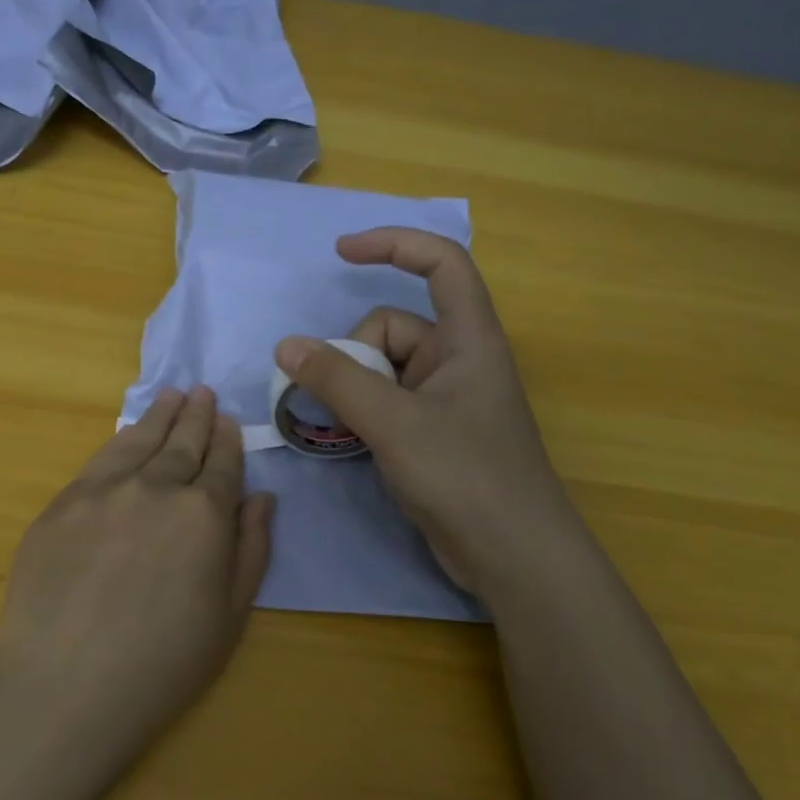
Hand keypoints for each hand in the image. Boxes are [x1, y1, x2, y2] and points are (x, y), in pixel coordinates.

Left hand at [0, 387, 274, 762]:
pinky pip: (99, 460)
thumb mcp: (230, 615)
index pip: (221, 464)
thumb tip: (261, 497)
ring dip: (160, 416)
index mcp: (204, 515)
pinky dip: (120, 440)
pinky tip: (127, 435)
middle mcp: (156, 488)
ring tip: (171, 396)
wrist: (65, 685)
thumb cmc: (162, 663)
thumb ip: (251, 549)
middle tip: (202, 392)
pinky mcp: (62, 504)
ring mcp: (103, 491)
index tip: (228, 420)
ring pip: (139, 440)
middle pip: (182, 442)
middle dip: (196, 415)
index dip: (227, 440)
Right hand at [274, 228, 564, 594]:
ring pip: (382, 371)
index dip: (394, 244)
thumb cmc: (465, 476)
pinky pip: (386, 404)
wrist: (512, 555)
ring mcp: (444, 400)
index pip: (441, 263)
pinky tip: (349, 442)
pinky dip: (362, 415)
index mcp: (468, 338)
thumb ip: (338, 381)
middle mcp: (457, 361)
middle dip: (354, 357)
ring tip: (341, 429)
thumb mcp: (394, 423)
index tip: (342, 252)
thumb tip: (287, 346)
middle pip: (392, 328)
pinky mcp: (432, 434)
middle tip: (340, 403)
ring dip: (351, 391)